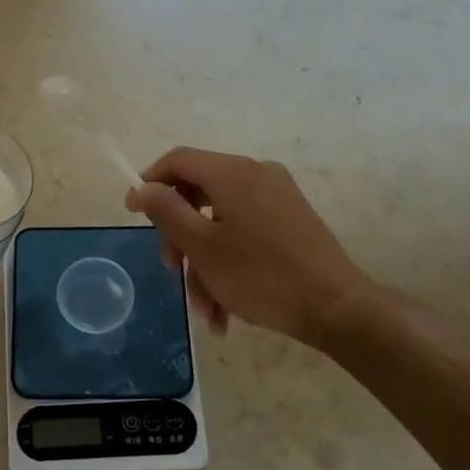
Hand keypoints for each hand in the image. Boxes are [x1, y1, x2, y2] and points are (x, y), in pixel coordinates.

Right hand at [123, 147, 387, 347]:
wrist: (337, 309)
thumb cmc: (260, 276)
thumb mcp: (201, 246)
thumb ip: (166, 211)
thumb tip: (142, 187)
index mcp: (232, 172)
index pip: (178, 159)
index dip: (150, 182)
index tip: (132, 213)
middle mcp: (256, 174)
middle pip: (198, 193)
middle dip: (180, 236)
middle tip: (172, 270)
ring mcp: (277, 197)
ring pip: (221, 221)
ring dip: (205, 263)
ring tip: (206, 310)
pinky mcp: (291, 221)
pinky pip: (245, 232)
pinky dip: (229, 263)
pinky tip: (226, 309)